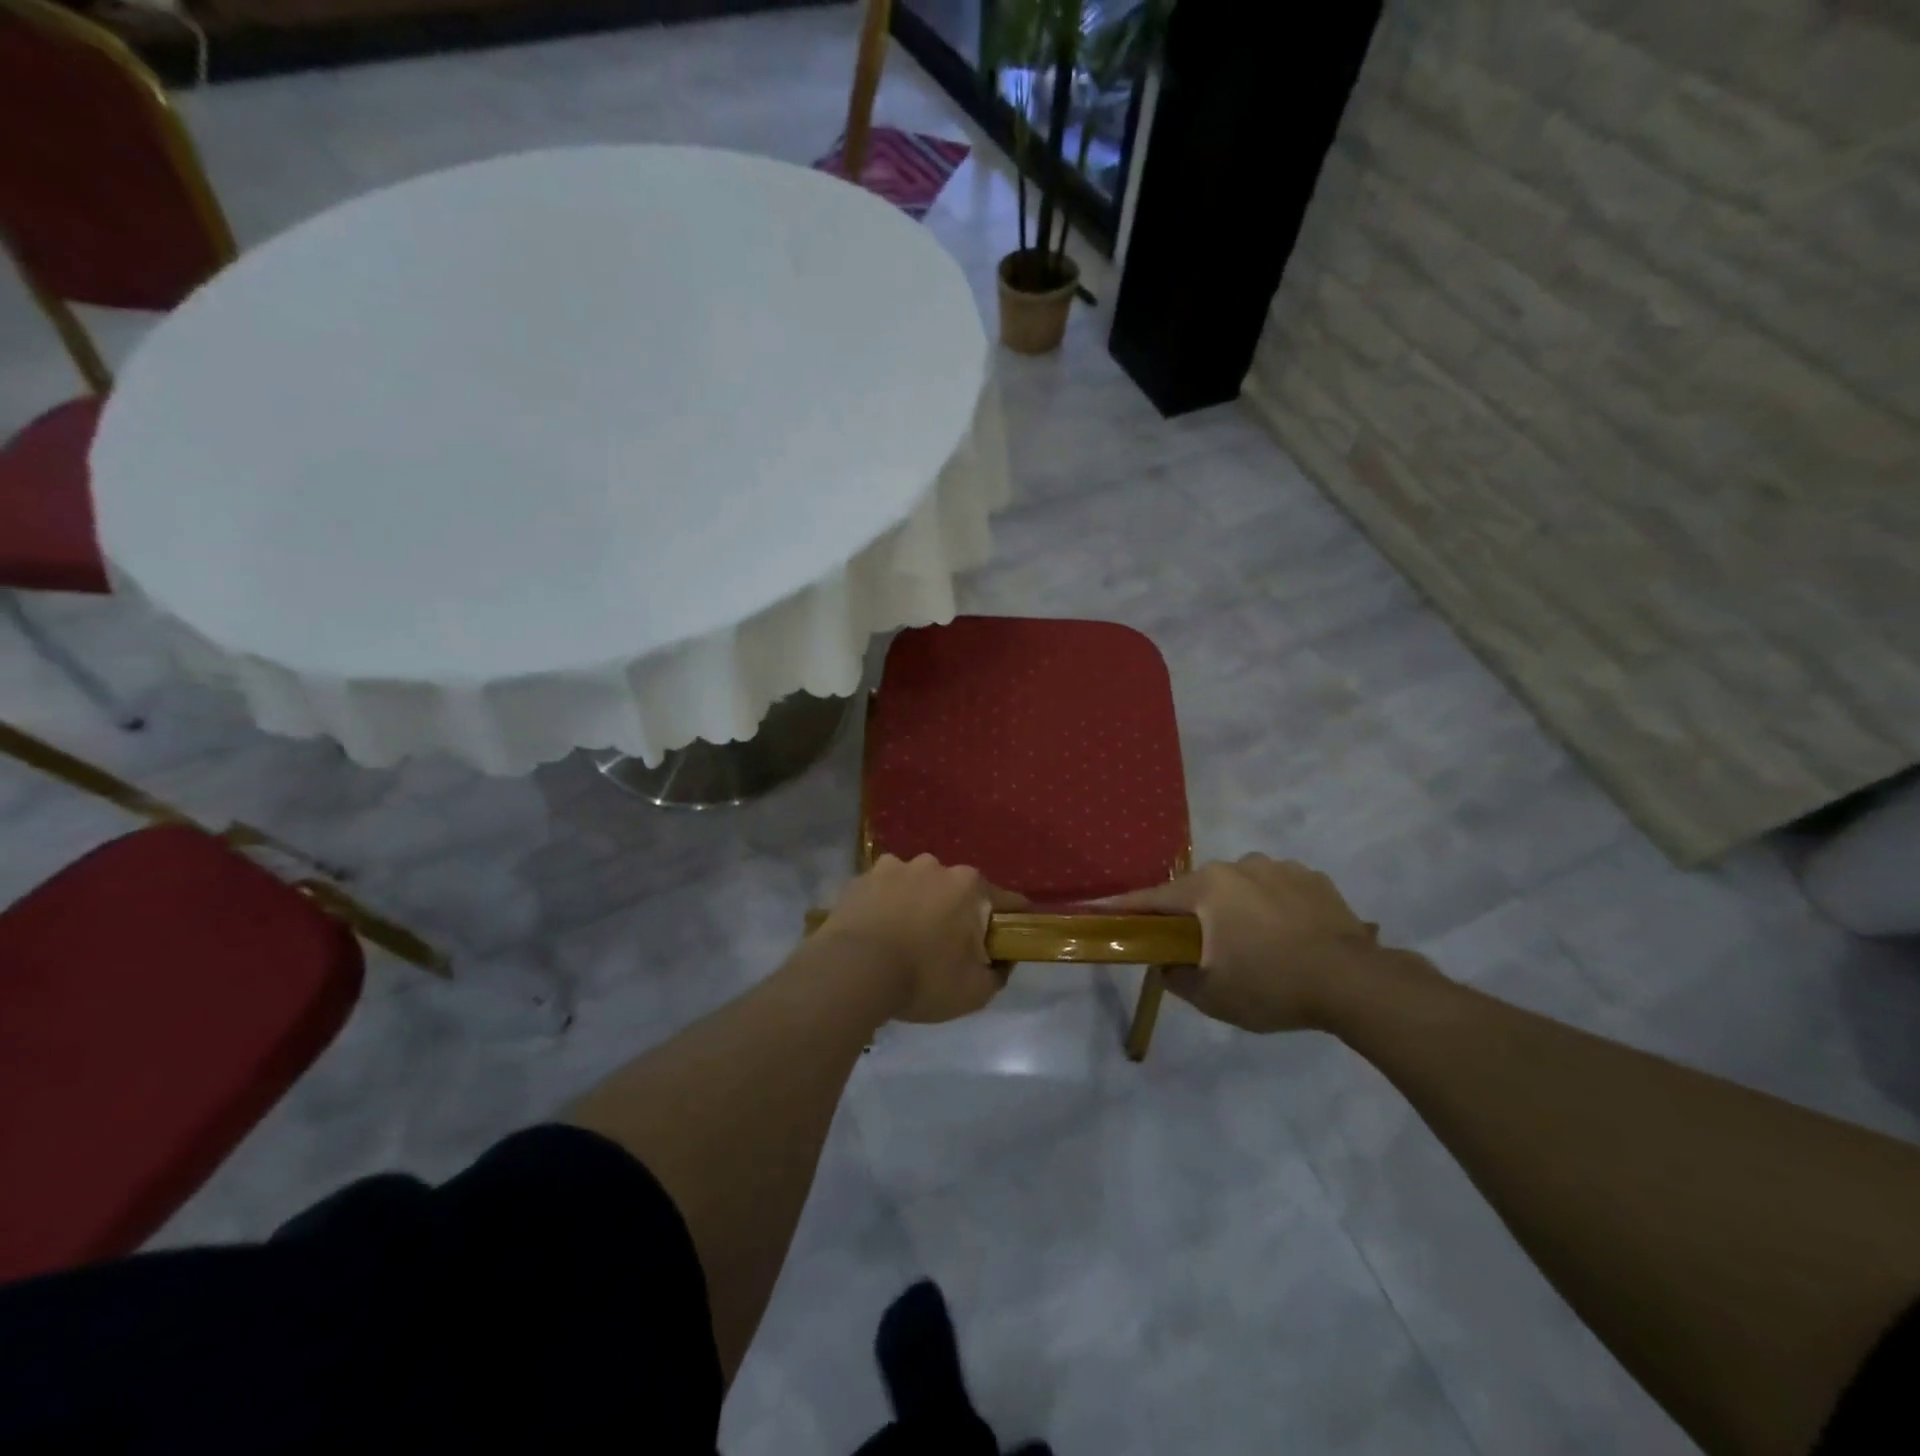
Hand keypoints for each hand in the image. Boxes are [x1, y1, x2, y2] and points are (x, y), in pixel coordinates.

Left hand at [818, 855, 1024, 1023]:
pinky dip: (884, 906)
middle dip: (956, 913)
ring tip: (904, 940)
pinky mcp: (860, 878)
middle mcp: (935, 866)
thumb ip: (998, 973)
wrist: (853, 971)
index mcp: (969, 886)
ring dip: (917, 905)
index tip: (1004, 943)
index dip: (1010, 923)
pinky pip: (882, 891)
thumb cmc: (923, 978)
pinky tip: (876, 933)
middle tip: (946, 949)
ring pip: (917, 886)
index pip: (1006, 901)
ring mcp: (894, 867)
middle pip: (957, 890)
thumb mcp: (975, 991)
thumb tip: (1001, 960)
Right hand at [1104, 855, 1382, 1031]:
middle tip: (1202, 946)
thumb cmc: (1272, 986)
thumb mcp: (1212, 995)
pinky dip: (1273, 907)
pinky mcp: (1313, 877)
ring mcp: (1278, 867)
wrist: (1355, 983)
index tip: (1100, 908)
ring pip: (1241, 887)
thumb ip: (1176, 975)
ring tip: (1257, 945)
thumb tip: (1165, 962)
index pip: (1153, 898)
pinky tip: (1289, 936)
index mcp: (1207, 888)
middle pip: (1200, 890)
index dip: (1125, 907)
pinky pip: (1277, 889)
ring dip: (1237, 909)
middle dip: (1195, 915)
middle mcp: (1237, 866)